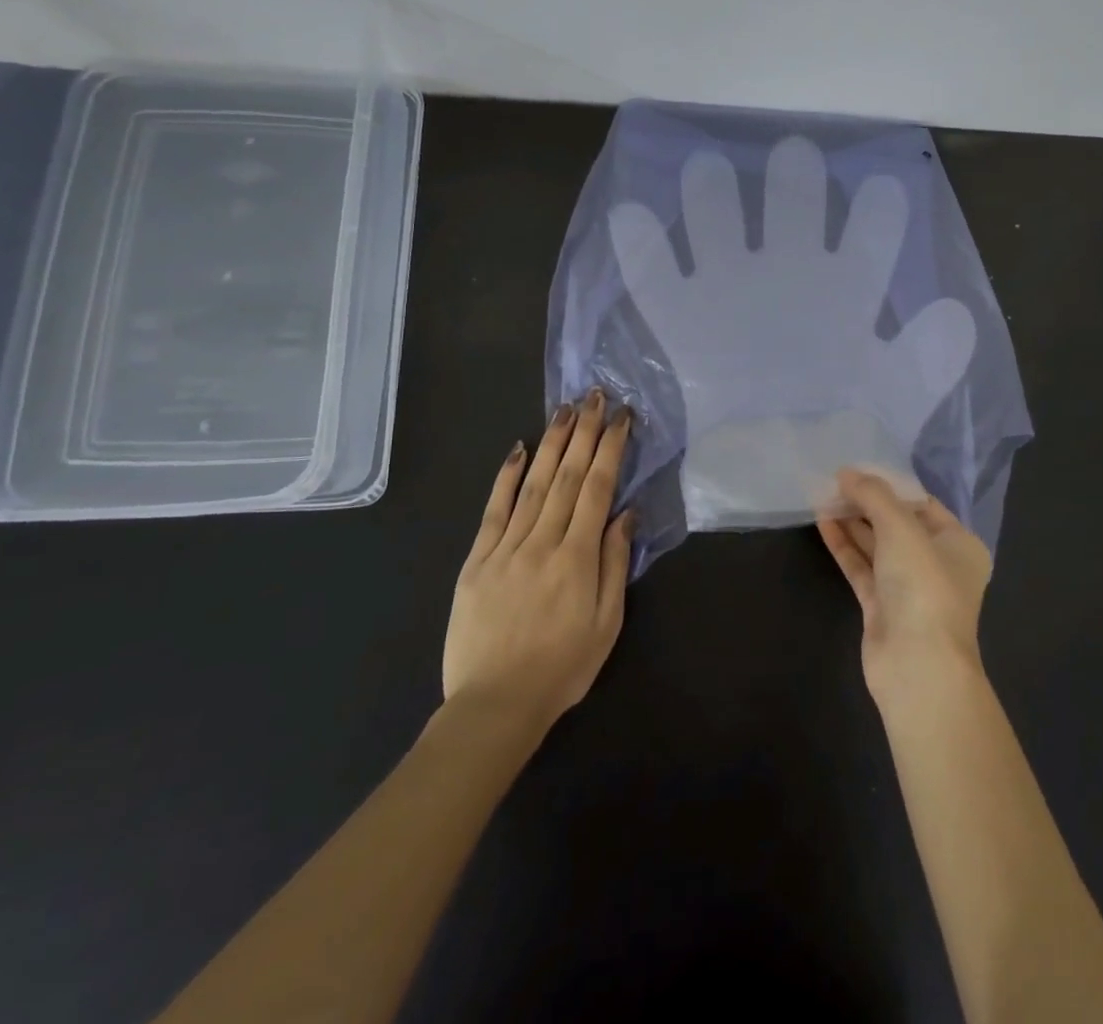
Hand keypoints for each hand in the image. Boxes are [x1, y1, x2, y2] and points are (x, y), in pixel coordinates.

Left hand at [443, 390, 632, 730]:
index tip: (621, 418)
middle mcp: (542, 542)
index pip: (597, 489)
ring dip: (551, 443)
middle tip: (595, 396)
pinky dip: (506, 477)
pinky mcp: (477, 561)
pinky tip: (517, 449)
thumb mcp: (607, 623)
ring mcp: (505, 548)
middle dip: (583, 432)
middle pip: (567, 476)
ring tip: (565, 409)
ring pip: (533, 484)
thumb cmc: (562, 668)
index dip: (610, 449)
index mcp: (577, 558)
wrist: (494, 706)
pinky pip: (493, 510)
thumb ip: (615, 564)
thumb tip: (625, 514)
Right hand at [817, 468, 991, 707]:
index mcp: (959, 544)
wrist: (917, 665)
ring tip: (822, 495)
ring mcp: (908, 588)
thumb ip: (873, 495)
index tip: (859, 468)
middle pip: (898, 524)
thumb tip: (846, 472)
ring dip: (852, 522)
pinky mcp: (882, 608)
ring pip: (877, 546)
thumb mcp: (901, 528)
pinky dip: (845, 546)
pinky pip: (862, 568)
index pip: (923, 504)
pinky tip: (822, 523)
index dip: (891, 485)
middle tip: (834, 481)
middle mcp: (937, 564)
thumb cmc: (923, 586)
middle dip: (867, 503)